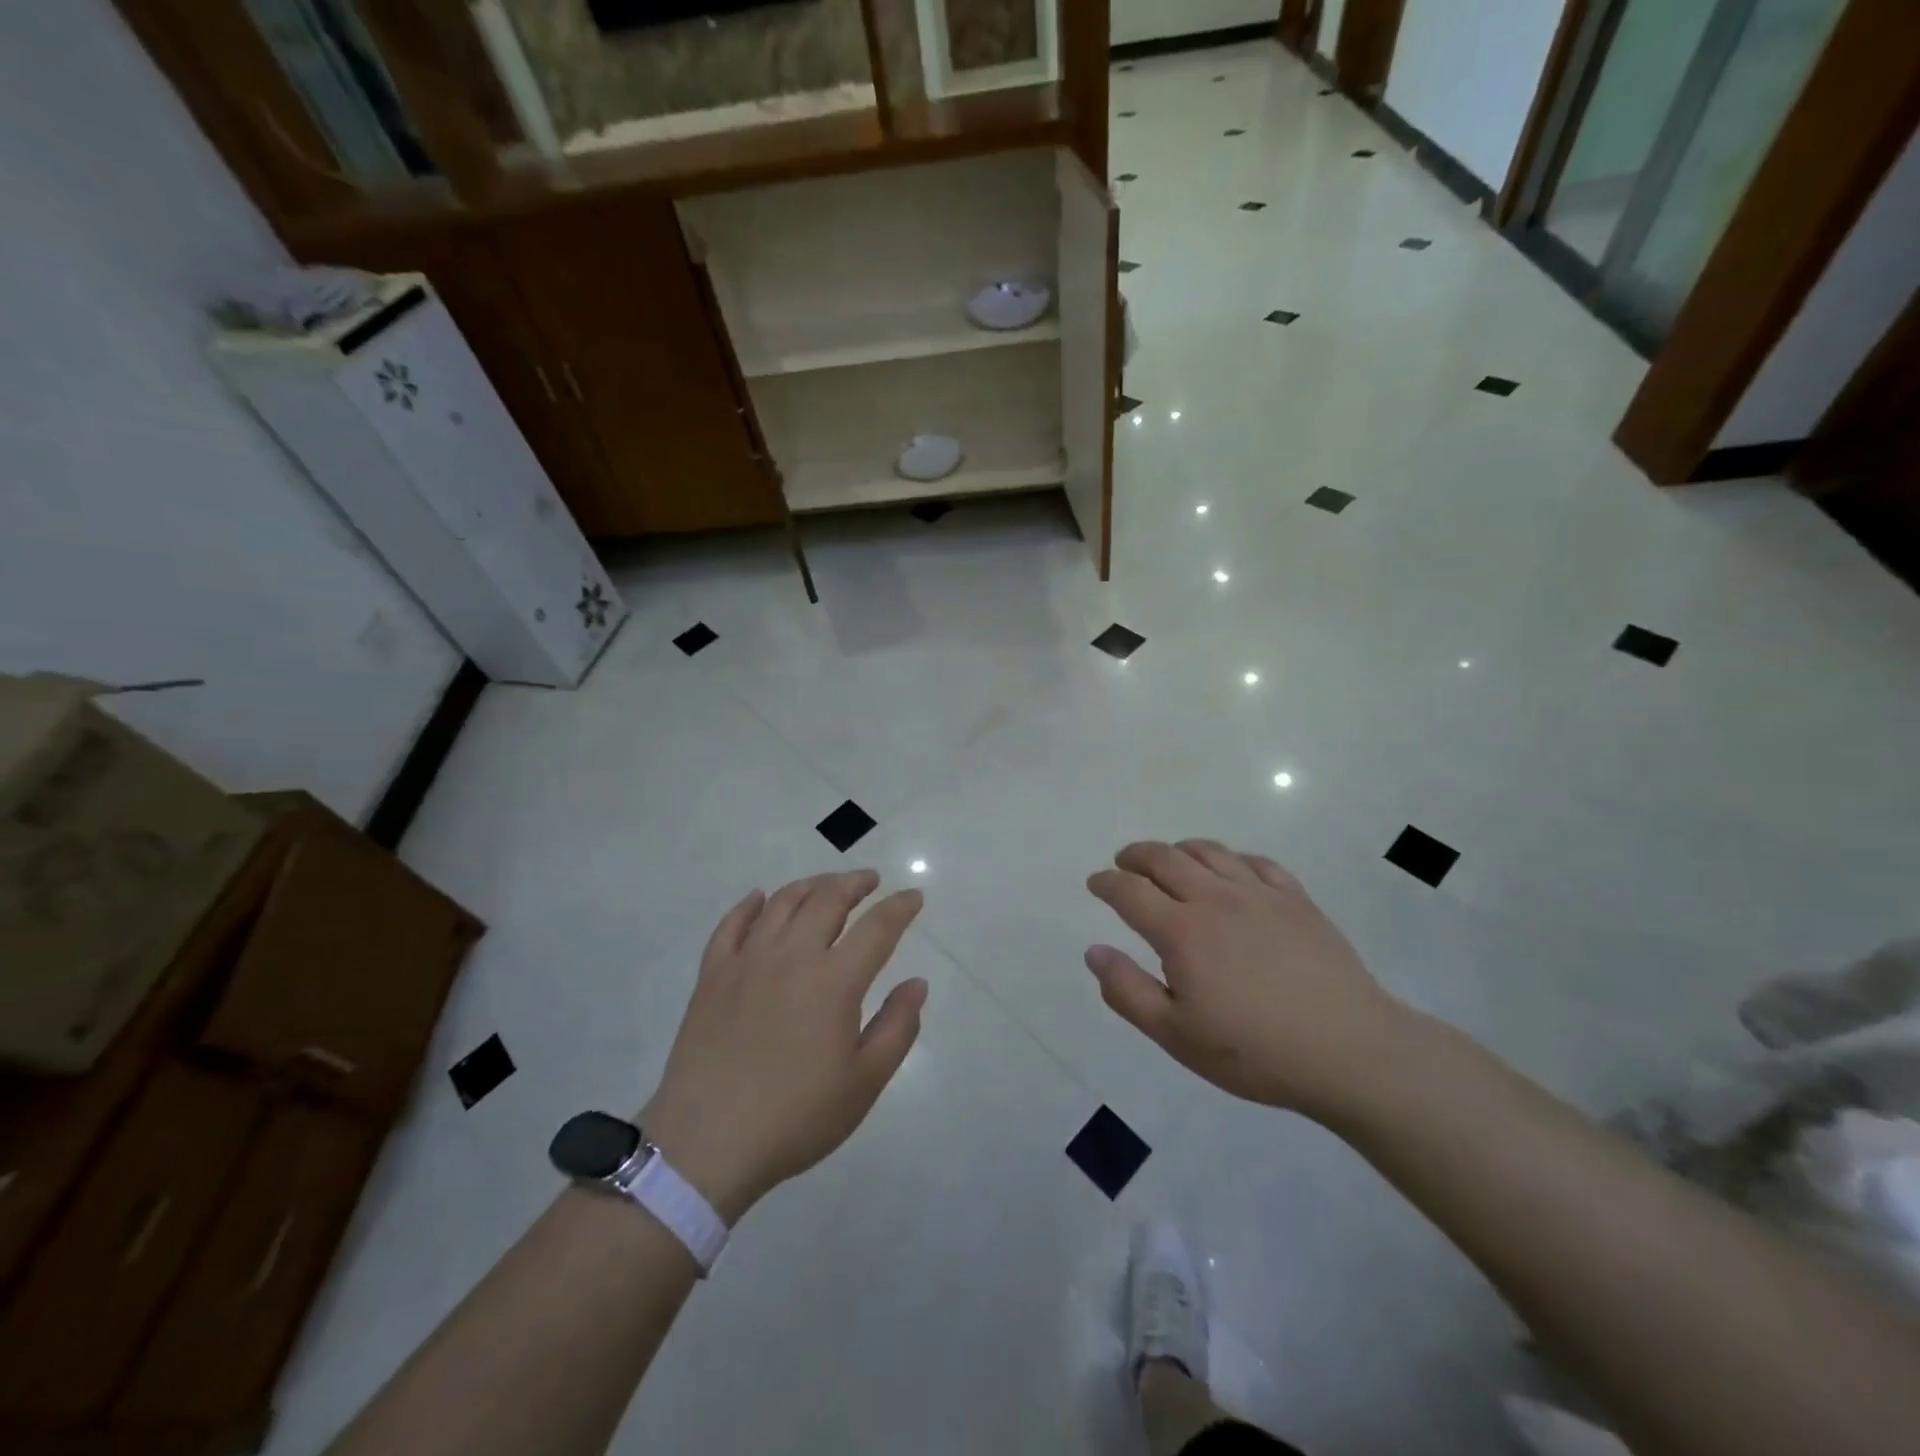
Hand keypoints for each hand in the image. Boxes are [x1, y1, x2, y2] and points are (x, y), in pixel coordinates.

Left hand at [639, 871, 925, 1222]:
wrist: (706, 1143)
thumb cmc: (795, 1117)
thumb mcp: (864, 1082)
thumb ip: (897, 1027)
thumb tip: (917, 983)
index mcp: (834, 980)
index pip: (877, 927)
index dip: (900, 907)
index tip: (914, 896)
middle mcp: (792, 955)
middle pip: (827, 899)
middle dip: (854, 883)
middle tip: (870, 880)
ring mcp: (747, 961)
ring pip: (782, 903)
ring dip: (810, 885)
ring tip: (826, 885)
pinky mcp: (712, 975)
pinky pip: (731, 925)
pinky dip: (749, 905)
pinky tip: (759, 898)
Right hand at [1086, 840, 1423, 1121]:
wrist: (1349, 1051)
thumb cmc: (1254, 1050)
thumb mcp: (1176, 1035)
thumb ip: (1128, 991)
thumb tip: (1094, 952)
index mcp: (1181, 931)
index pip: (1130, 891)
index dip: (1106, 883)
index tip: (1095, 883)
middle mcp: (1215, 899)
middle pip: (1165, 859)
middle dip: (1136, 855)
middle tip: (1124, 862)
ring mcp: (1260, 894)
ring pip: (1210, 852)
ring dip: (1179, 849)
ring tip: (1170, 858)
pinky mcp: (1297, 900)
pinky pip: (1257, 862)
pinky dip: (1232, 858)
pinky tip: (1231, 869)